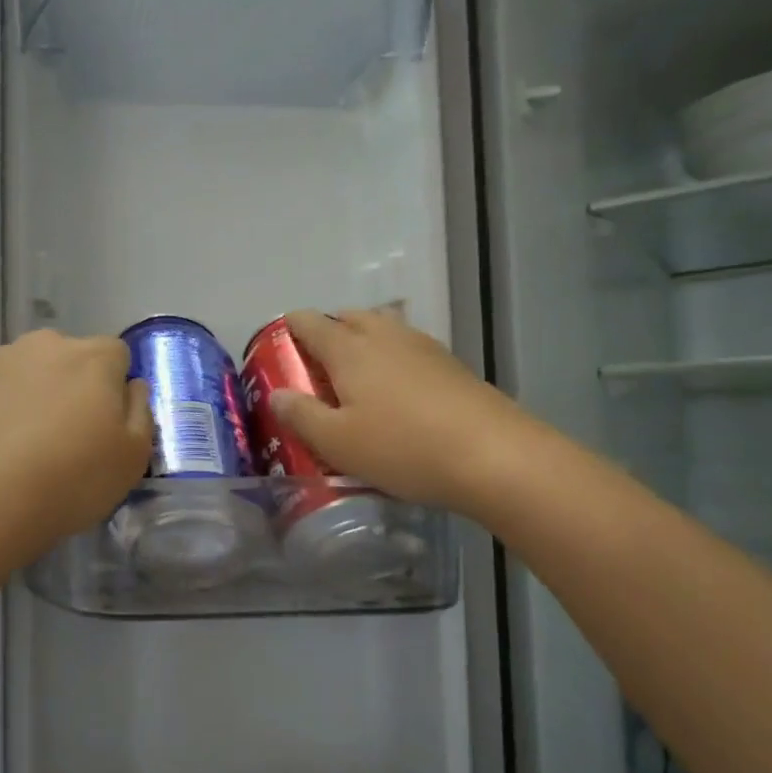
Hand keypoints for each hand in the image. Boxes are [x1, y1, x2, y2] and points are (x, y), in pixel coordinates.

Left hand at [0, 329, 151, 549]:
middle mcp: (45, 345)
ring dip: (34, 395)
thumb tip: (131, 386)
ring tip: (26, 447)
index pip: (117, 354)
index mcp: (92, 357)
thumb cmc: (71, 479)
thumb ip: (140, 411)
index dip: (115, 387)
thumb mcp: (132, 458)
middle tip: (68, 437)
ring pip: (29, 372)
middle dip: (73, 386)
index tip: (107, 425)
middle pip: (70, 358)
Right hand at [269, 309, 536, 513]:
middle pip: (348, 316)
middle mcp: (384, 336)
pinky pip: (407, 348)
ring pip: (382, 328)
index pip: (309, 322)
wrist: (495, 456)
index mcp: (349, 348)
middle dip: (327, 332)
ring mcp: (422, 346)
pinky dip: (391, 358)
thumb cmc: (403, 448)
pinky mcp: (451, 364)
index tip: (277, 348)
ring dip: (362, 342)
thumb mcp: (337, 442)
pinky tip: (396, 393)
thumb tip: (276, 394)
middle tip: (316, 368)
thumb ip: (301, 415)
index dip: (288, 328)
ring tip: (355, 380)